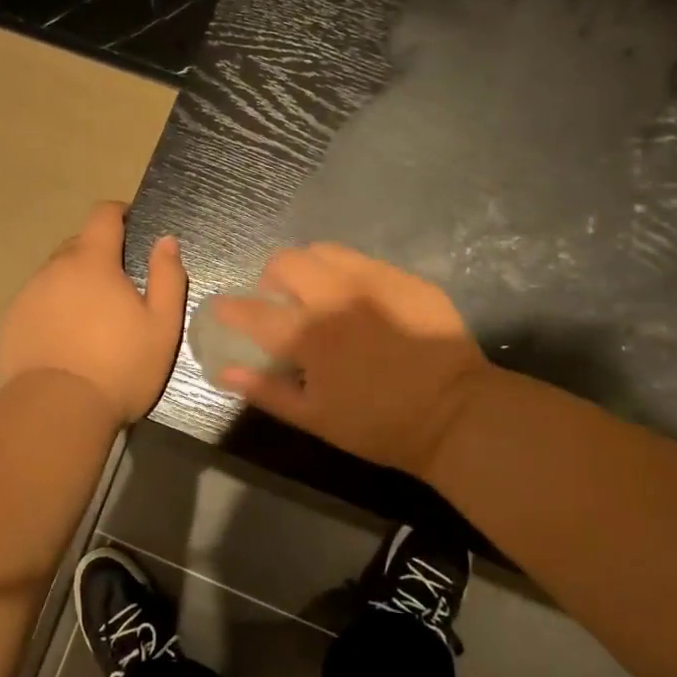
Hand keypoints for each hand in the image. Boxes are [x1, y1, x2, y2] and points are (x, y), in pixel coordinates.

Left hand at [0, 201, 187, 422]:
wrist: (58, 411)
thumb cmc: (120, 365)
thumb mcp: (162, 324)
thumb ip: (168, 276)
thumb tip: (166, 240)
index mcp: (92, 261)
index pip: (103, 215)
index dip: (119, 213)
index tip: (131, 224)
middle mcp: (55, 268)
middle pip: (78, 244)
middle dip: (99, 254)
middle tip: (119, 286)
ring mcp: (29, 294)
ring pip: (56, 274)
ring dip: (75, 283)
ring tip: (92, 318)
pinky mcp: (13, 322)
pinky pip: (39, 301)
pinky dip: (54, 308)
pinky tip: (67, 339)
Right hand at [213, 243, 488, 476]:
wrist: (456, 415)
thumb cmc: (378, 425)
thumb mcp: (315, 418)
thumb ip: (266, 390)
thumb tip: (225, 371)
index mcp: (310, 334)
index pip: (253, 311)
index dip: (230, 307)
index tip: (220, 306)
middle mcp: (336, 296)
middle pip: (286, 262)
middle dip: (272, 276)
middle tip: (280, 298)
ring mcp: (374, 281)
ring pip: (324, 250)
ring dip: (309, 266)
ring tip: (318, 290)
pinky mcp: (405, 278)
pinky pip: (363, 261)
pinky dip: (347, 274)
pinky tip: (360, 299)